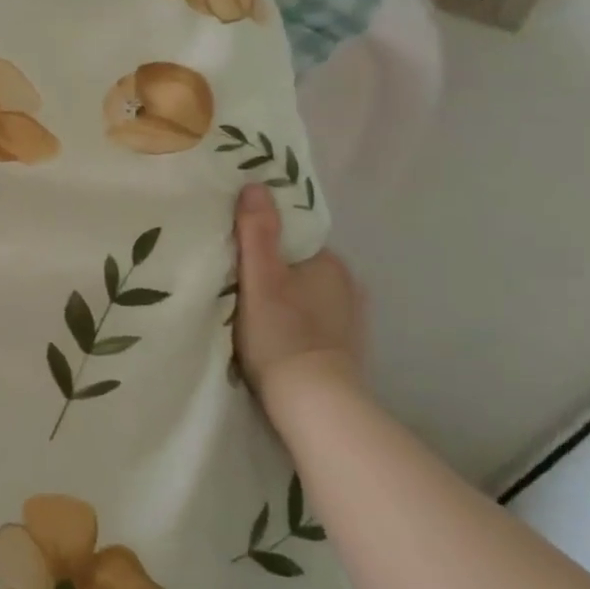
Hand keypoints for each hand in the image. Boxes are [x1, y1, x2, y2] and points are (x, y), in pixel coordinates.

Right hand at [232, 184, 367, 419]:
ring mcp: (351, 320)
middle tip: (239, 287)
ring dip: (287, 300)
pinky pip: (315, 323)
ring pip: (308, 296)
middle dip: (275, 273)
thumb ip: (257, 232)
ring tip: (254, 315)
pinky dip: (297, 324)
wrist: (315, 404)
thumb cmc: (282, 334)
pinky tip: (278, 338)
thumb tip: (256, 185)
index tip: (239, 257)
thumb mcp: (261, 278)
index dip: (265, 244)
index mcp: (331, 262)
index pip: (293, 239)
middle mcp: (349, 285)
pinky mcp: (346, 349)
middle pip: (300, 267)